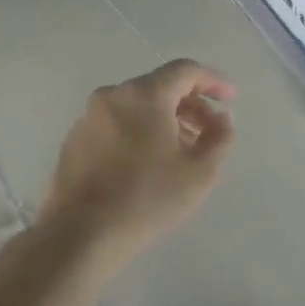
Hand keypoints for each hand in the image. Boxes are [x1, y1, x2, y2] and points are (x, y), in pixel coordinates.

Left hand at [41, 59, 235, 258]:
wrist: (81, 235)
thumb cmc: (148, 197)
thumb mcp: (201, 171)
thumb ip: (220, 137)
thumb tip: (221, 119)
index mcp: (145, 95)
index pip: (186, 71)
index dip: (213, 81)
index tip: (230, 100)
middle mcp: (113, 96)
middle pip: (160, 87)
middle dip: (190, 105)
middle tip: (210, 131)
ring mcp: (89, 118)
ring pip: (137, 107)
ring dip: (165, 120)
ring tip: (183, 150)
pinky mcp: (74, 141)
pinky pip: (116, 124)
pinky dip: (139, 132)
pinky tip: (149, 163)